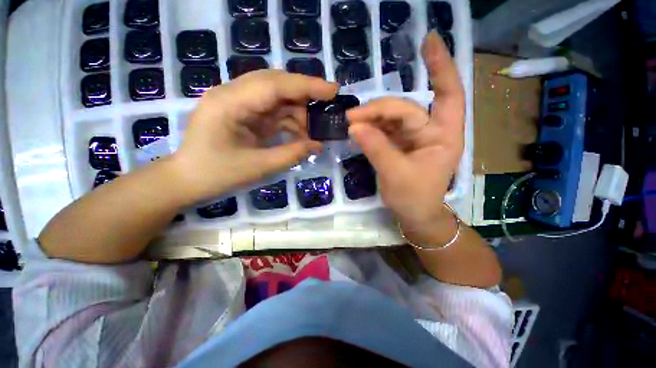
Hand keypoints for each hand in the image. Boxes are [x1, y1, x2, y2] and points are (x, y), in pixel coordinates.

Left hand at [171, 70, 338, 203]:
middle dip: (304, 95)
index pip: (274, 85)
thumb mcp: (258, 167)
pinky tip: (299, 134)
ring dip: (297, 112)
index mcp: (230, 103)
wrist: (187, 180)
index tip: (333, 91)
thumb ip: (291, 154)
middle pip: (276, 84)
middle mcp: (233, 94)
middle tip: (327, 107)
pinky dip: (289, 121)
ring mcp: (238, 103)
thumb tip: (318, 145)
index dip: (306, 86)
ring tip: (313, 131)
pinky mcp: (243, 113)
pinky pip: (272, 110)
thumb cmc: (216, 175)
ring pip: (276, 97)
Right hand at [347, 32, 463, 245]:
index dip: (440, 67)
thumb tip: (355, 126)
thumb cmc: (415, 198)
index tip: (429, 41)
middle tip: (352, 117)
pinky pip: (382, 129)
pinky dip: (369, 128)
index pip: (447, 94)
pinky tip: (357, 130)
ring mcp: (412, 137)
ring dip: (370, 118)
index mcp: (443, 136)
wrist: (413, 214)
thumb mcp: (396, 175)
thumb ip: (377, 149)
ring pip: (390, 118)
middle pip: (405, 109)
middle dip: (379, 109)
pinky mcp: (398, 143)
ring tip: (350, 123)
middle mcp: (429, 131)